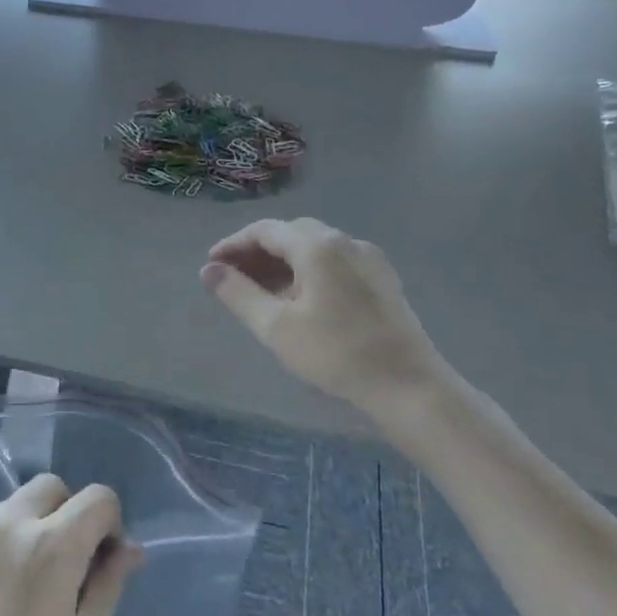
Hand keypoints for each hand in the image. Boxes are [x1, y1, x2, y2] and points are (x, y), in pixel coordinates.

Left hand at [0, 476, 141, 615]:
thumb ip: (108, 585)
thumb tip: (127, 548)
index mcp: (51, 546)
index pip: (98, 497)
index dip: (108, 524)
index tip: (100, 561)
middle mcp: (5, 525)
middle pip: (50, 489)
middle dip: (67, 515)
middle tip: (61, 570)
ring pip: (9, 511)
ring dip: (25, 534)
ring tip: (14, 595)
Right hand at [202, 217, 449, 413]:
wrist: (408, 385)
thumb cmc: (336, 354)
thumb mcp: (276, 326)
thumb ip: (238, 294)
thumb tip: (208, 271)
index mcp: (318, 246)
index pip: (265, 230)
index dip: (233, 245)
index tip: (211, 266)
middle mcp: (345, 241)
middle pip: (291, 234)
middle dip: (257, 252)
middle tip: (231, 278)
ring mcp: (368, 259)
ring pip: (314, 249)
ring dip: (282, 263)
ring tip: (258, 291)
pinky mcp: (381, 280)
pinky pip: (334, 263)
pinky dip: (307, 272)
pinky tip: (297, 299)